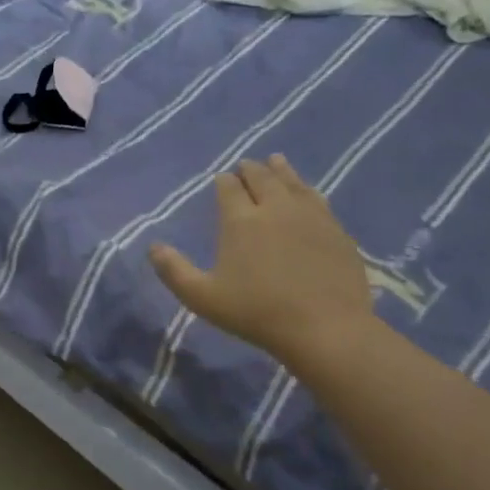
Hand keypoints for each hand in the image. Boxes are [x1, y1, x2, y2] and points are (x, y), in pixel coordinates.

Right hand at [149, 155, 375, 367]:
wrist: (326, 328)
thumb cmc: (257, 313)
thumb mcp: (202, 297)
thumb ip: (174, 271)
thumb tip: (153, 247)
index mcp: (241, 220)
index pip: (228, 188)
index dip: (223, 181)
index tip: (221, 180)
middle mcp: (275, 208)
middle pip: (261, 177)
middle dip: (250, 170)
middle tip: (245, 166)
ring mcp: (310, 216)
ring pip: (292, 182)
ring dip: (280, 169)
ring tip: (275, 161)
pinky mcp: (335, 229)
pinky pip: (317, 198)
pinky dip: (305, 188)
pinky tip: (306, 191)